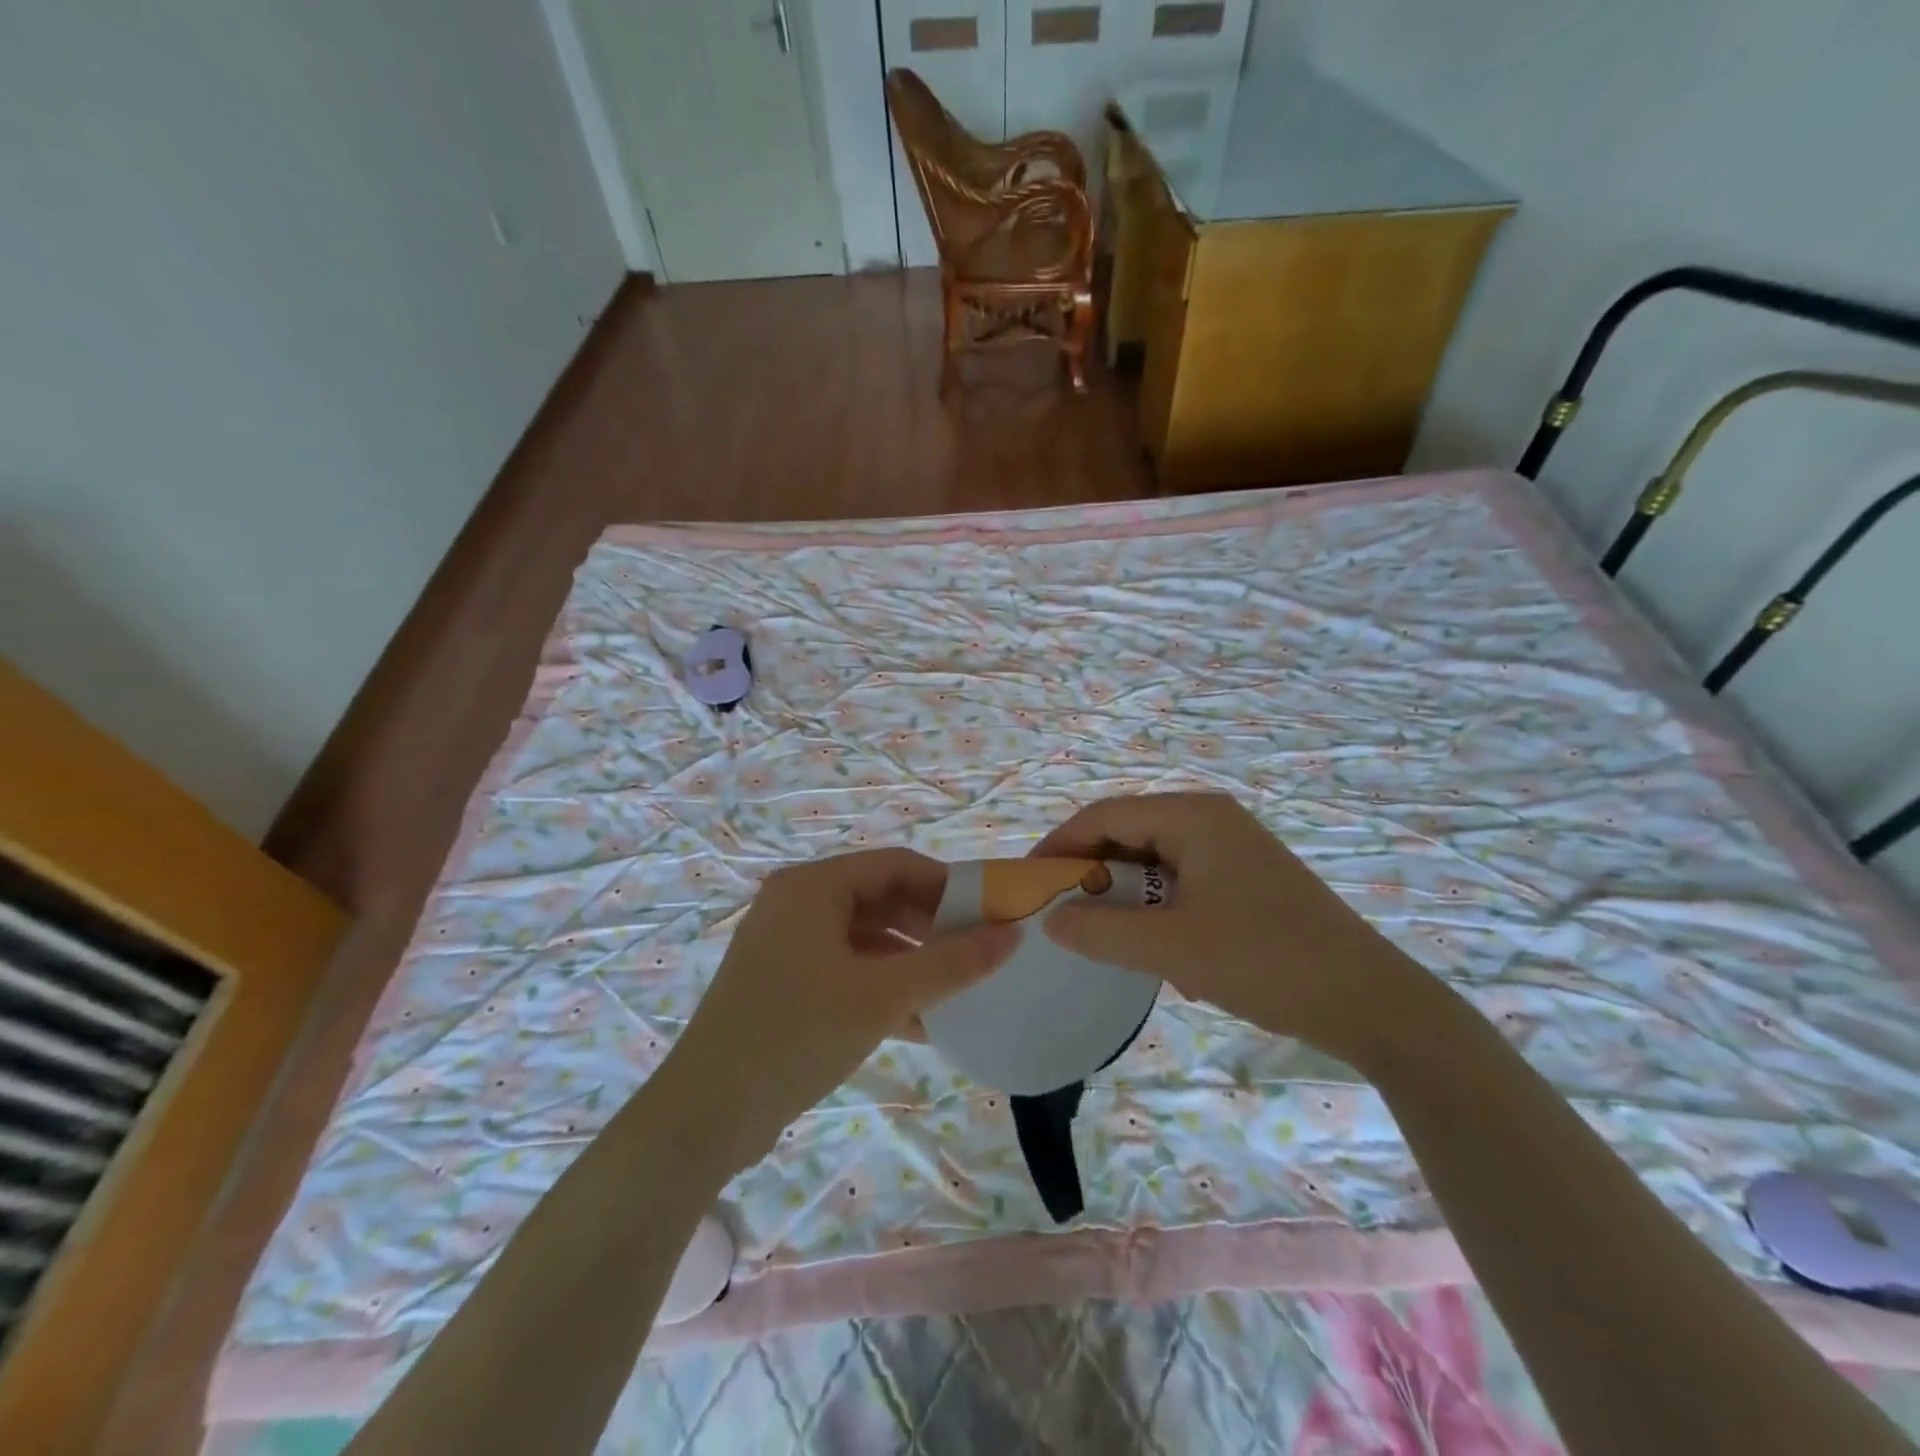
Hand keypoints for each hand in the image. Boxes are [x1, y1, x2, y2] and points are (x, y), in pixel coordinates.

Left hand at [666, 849, 1015, 1159]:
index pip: (897, 865)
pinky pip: (848, 971)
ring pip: (868, 940)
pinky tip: (922, 1023)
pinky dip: (884, 989)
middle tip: (979, 957)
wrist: (705, 1116)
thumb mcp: (883, 995)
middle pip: (882, 900)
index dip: (948, 886)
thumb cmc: (797, 1033)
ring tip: (959, 992)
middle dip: (933, 928)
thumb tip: (1012, 936)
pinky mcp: (786, 984)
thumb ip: (951, 963)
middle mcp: (798, 904)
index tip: (992, 915)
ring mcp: (789, 945)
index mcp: (814, 886)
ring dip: (913, 964)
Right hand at [1030, 793, 1430, 1065]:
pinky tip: (1162, 951)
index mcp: (1194, 816)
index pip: (1105, 815)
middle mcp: (1211, 820)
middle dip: (1091, 872)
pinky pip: (1181, 882)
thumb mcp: (1173, 948)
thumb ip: (1102, 931)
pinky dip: (1157, 909)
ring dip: (1125, 896)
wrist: (1373, 1003)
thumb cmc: (1268, 961)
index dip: (1060, 845)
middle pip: (1129, 834)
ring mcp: (1233, 849)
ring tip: (1107, 936)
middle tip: (1059, 913)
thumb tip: (1050, 919)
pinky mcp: (1247, 880)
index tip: (1028, 882)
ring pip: (1154, 862)